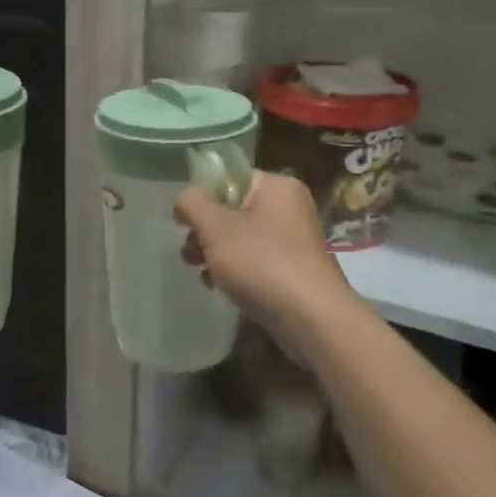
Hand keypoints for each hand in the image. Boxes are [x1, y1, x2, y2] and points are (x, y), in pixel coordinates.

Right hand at [176, 172, 358, 354]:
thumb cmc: (261, 262)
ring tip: (202, 273)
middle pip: (233, 210)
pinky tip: (220, 287)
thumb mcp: (215, 227)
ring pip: (241, 237)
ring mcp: (294, 239)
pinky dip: (236, 269)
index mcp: (276, 186)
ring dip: (216, 253)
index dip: (202, 198)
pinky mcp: (294, 268)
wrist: (310, 317)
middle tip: (190, 254)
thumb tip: (185, 199)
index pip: (230, 179)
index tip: (184, 223)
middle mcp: (290, 206)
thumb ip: (193, 204)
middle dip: (206, 232)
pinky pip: (256, 259)